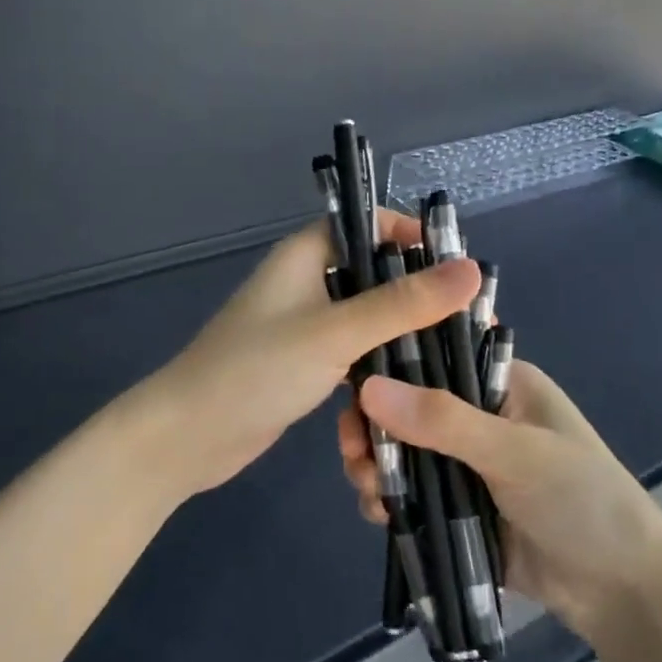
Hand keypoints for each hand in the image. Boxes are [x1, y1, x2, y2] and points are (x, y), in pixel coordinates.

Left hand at [144, 210, 480, 501]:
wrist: (188, 437)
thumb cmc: (256, 371)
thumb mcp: (335, 332)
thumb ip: (403, 302)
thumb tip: (472, 269)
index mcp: (305, 254)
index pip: (368, 224)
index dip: (413, 236)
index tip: (458, 266)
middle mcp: (306, 281)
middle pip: (374, 272)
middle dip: (417, 292)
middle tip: (468, 319)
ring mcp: (304, 325)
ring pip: (367, 316)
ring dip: (401, 332)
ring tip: (452, 352)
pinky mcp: (305, 364)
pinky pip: (354, 351)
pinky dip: (380, 362)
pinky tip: (413, 382)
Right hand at [340, 361, 661, 644]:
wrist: (621, 592)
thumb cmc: (582, 501)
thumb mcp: (516, 453)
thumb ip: (443, 421)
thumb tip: (367, 388)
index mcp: (501, 383)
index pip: (434, 353)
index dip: (390, 364)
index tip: (352, 387)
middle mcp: (478, 415)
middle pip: (407, 405)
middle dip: (375, 427)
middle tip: (354, 451)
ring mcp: (465, 463)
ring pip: (402, 451)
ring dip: (377, 466)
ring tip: (369, 488)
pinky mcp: (456, 506)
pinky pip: (410, 493)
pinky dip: (389, 500)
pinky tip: (382, 515)